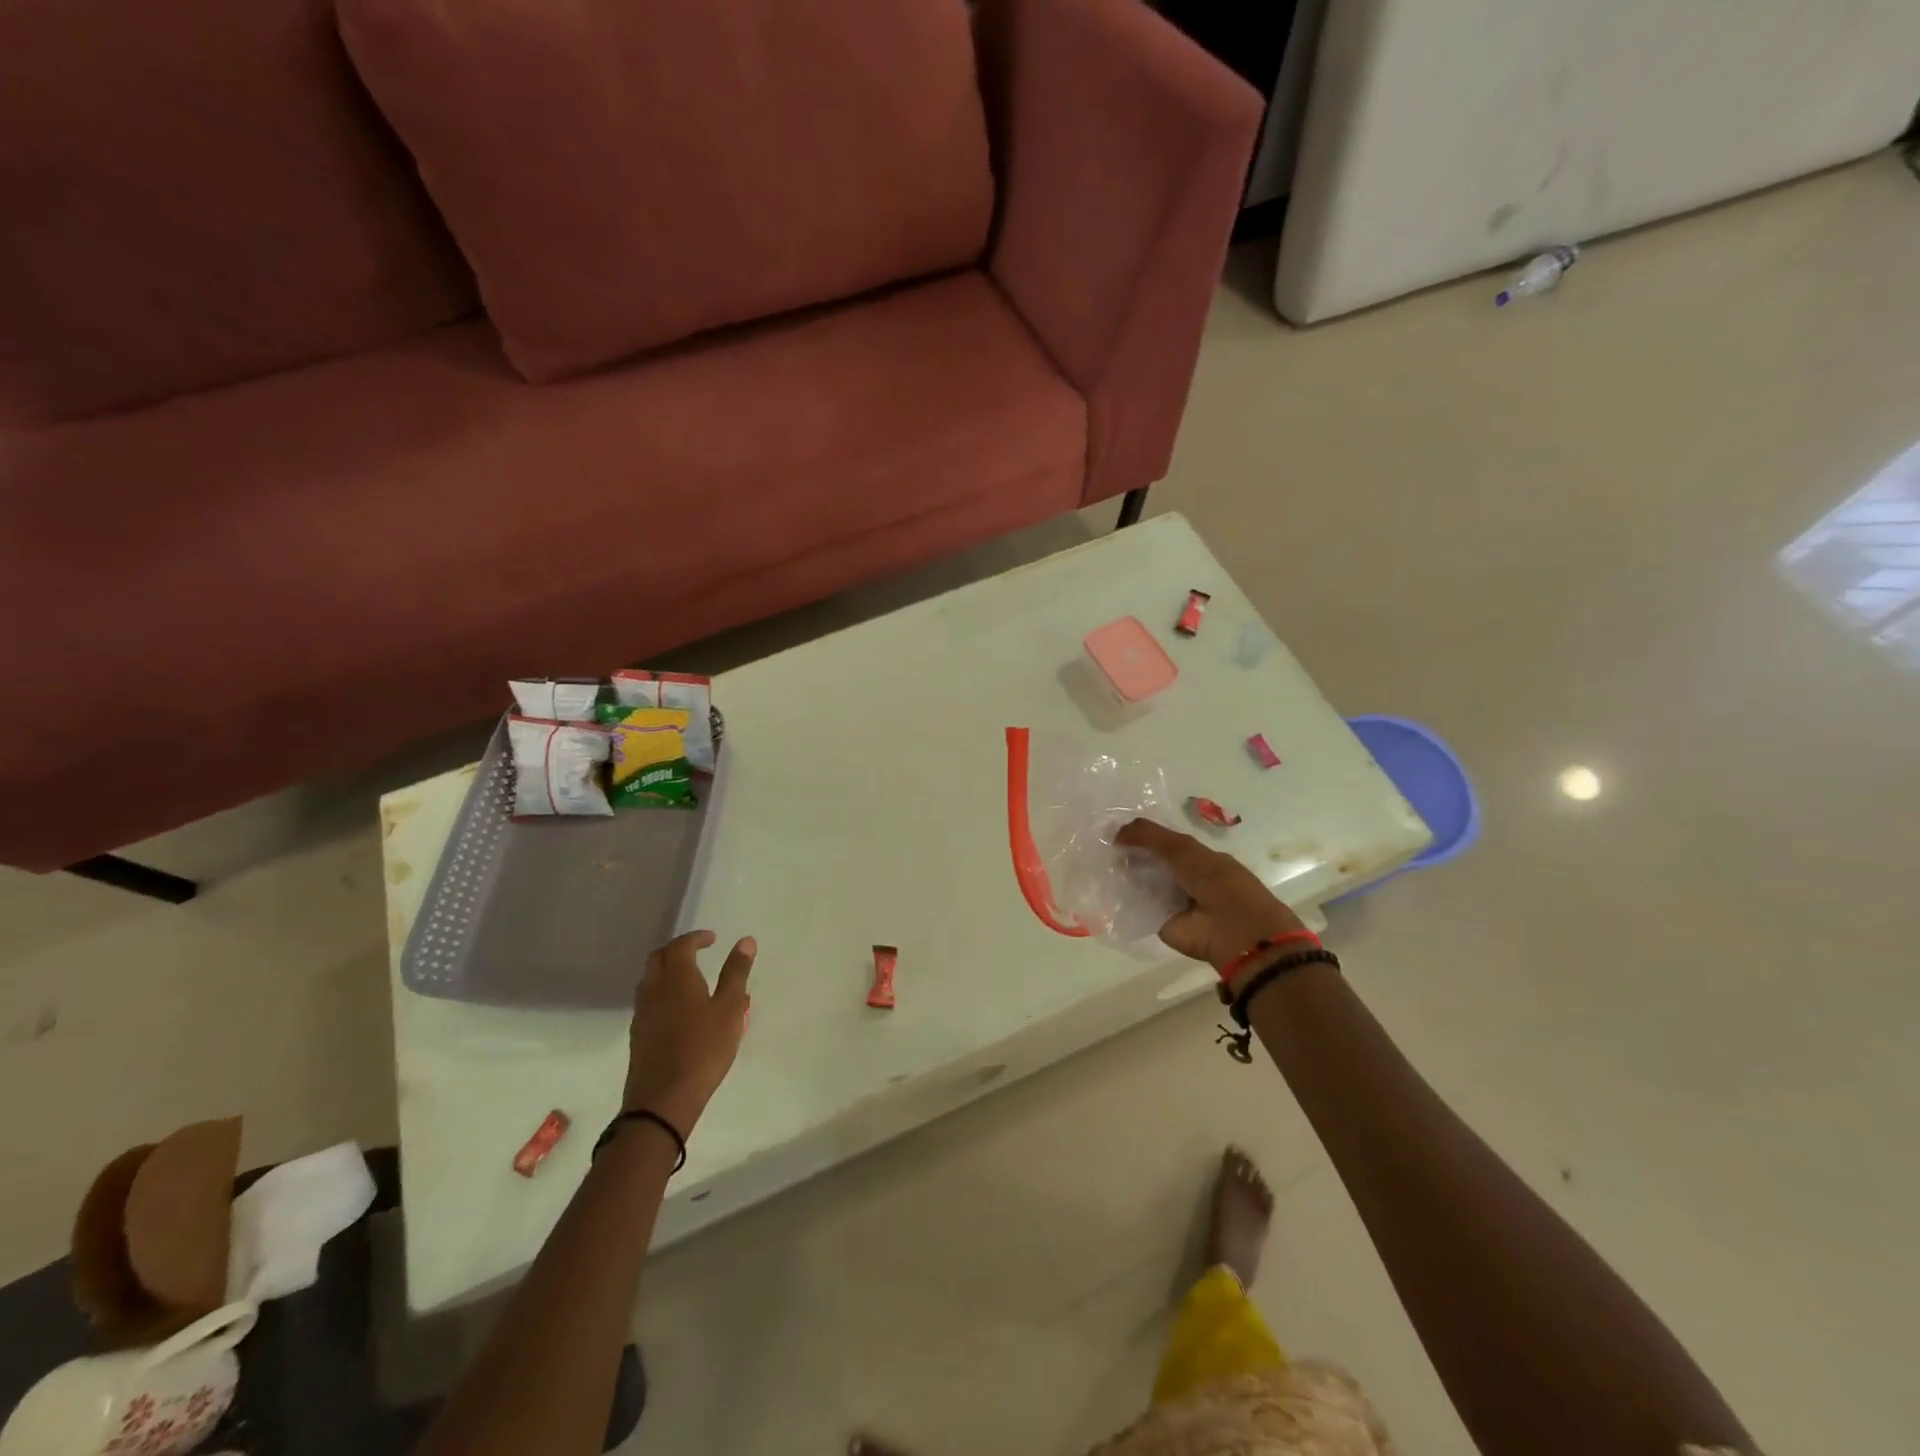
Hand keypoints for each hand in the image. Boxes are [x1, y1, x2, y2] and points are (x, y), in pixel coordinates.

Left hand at [622, 930, 755, 1134]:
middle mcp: (654, 989)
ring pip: (650, 980)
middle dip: (677, 950)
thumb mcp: (730, 1008)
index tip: (712, 939)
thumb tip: (745, 941)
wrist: (663, 1099)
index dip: (696, 938)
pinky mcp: (638, 1035)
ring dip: (667, 971)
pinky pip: (648, 1001)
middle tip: (698, 953)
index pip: (681, 945)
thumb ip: (736, 973)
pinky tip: (679, 1010)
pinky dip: (662, 993)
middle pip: (658, 958)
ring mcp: (642, 1013)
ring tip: (690, 979)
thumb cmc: (703, 1048)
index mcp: (676, 977)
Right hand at [1115, 820, 1309, 983]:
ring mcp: (1171, 902)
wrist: (1234, 930)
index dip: (1140, 836)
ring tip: (1098, 865)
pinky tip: (1103, 888)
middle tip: (1102, 849)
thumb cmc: (1217, 881)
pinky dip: (1122, 901)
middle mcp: (1183, 879)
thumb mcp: (1184, 849)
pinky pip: (1137, 908)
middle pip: (1149, 864)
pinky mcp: (1160, 923)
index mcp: (1197, 859)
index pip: (1163, 844)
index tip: (1113, 832)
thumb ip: (1150, 835)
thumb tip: (1115, 831)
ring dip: (1123, 877)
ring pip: (1141, 885)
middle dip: (1128, 856)